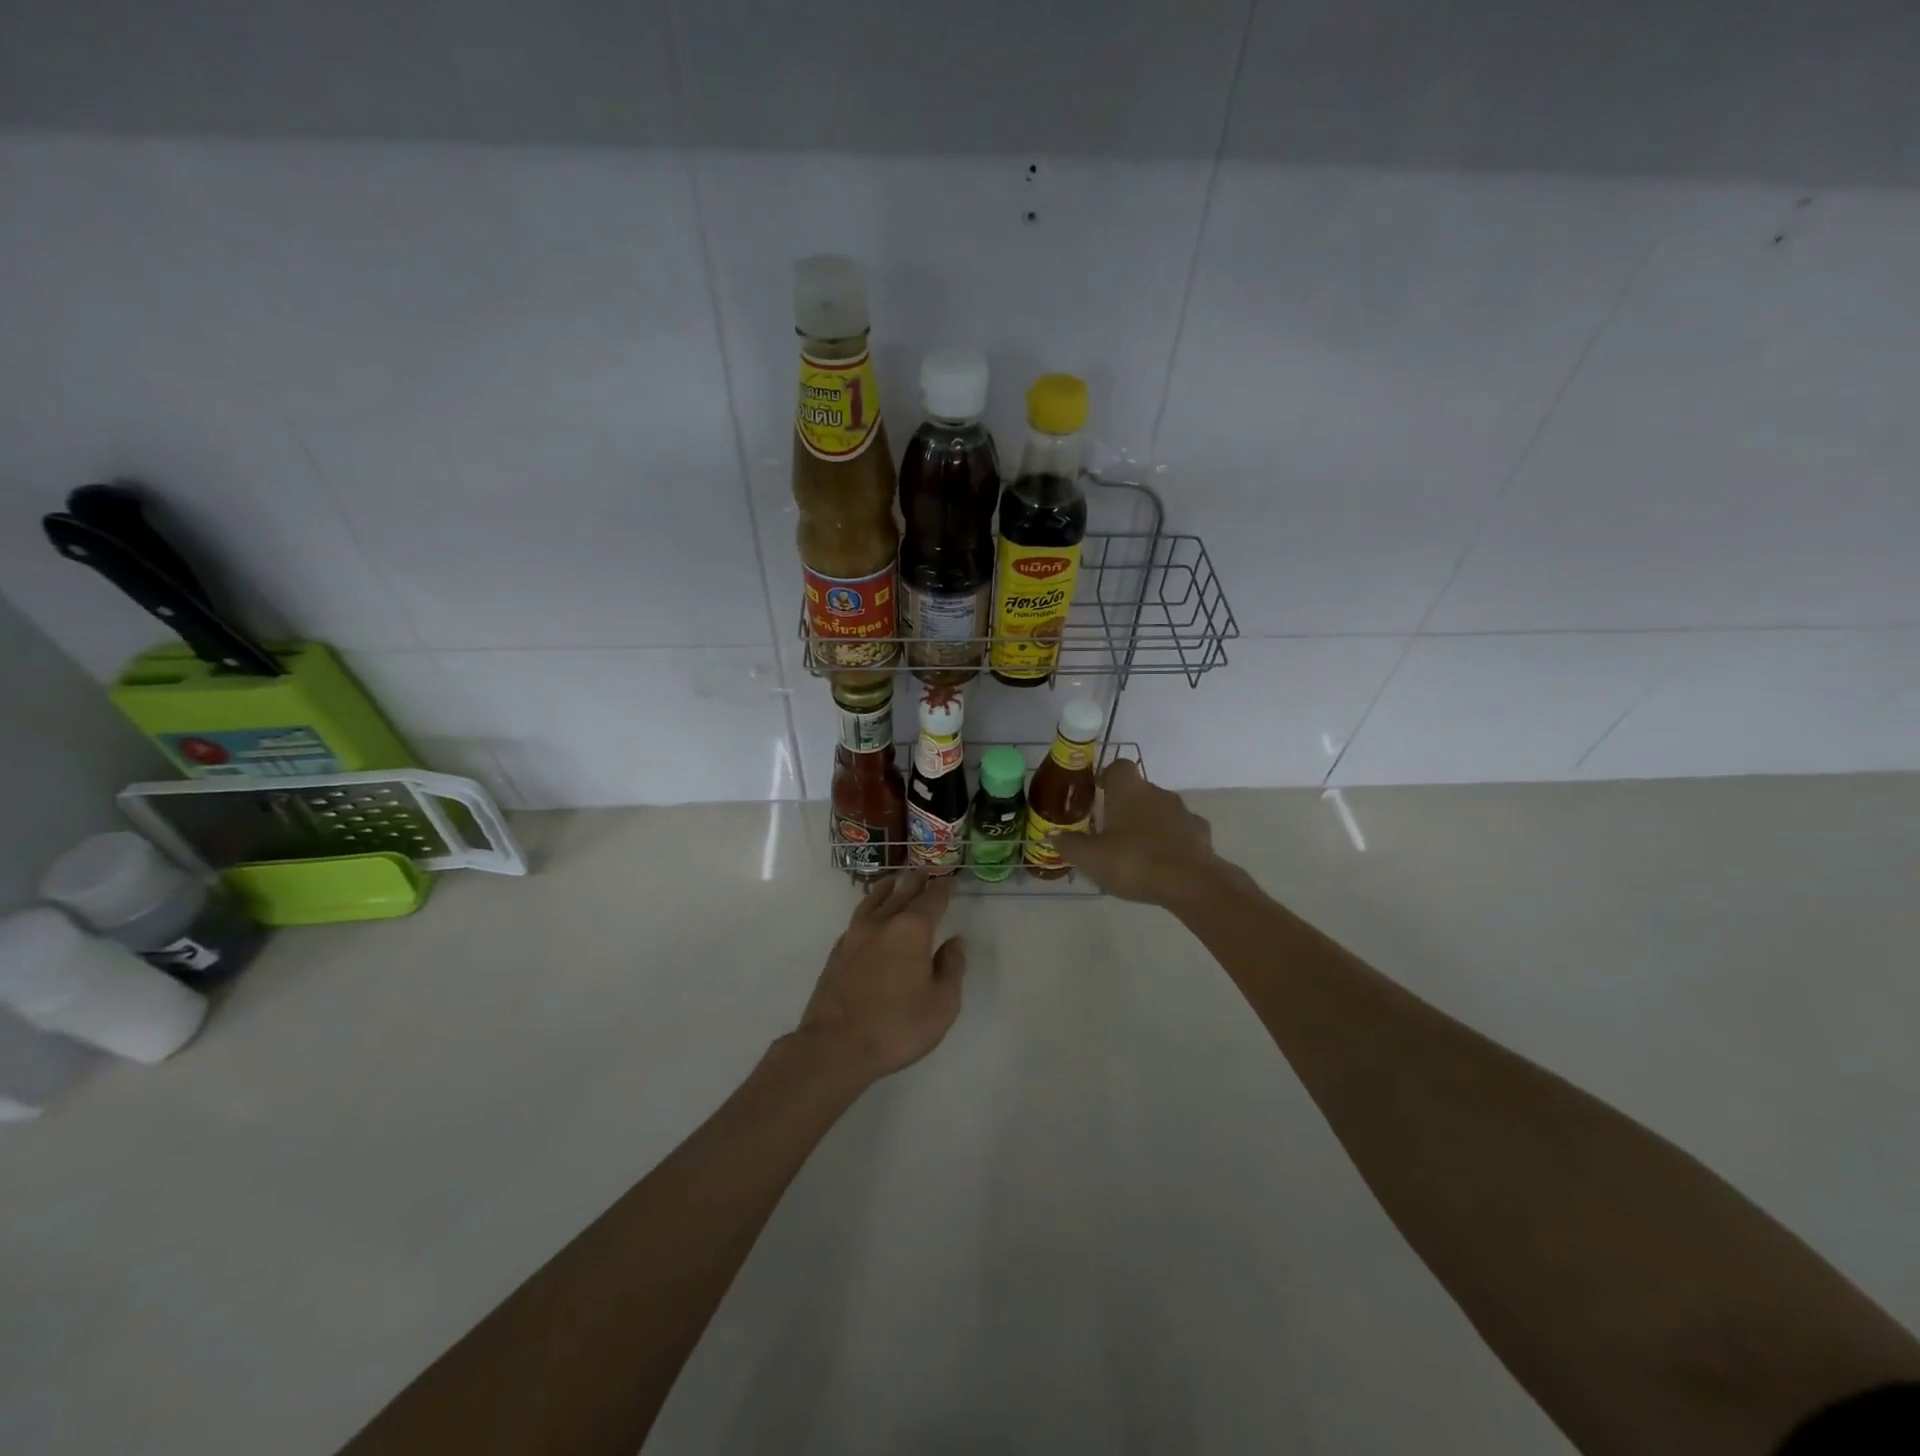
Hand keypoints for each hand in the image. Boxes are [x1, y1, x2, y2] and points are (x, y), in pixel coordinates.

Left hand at [795, 873, 967, 1084]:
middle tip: (925, 870)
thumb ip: (951, 968)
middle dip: (916, 882)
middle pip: (902, 894)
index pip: (932, 900)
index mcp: (911, 930)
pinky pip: (857, 918)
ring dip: (887, 889)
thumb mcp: (942, 1004)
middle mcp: (882, 924)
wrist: (835, 1046)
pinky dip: (867, 908)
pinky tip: (867, 915)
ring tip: (893, 881)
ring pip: (873, 901)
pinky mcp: (837, 953)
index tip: (950, 877)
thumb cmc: (897, 1026)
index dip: (943, 888)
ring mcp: (855, 936)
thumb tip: (955, 942)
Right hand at [1050, 760, 1224, 907]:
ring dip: (1149, 823)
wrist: (1190, 883)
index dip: (1107, 777)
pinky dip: (1171, 840)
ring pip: (1160, 810)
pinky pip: (1180, 831)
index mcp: (1128, 791)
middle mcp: (1157, 792)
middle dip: (1126, 806)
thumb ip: (1070, 844)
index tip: (1098, 794)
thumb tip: (1052, 834)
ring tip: (1136, 851)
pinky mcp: (1201, 833)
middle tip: (1110, 831)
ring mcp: (1182, 812)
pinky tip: (1163, 862)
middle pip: (1139, 790)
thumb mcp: (1091, 858)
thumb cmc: (1133, 862)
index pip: (1118, 766)